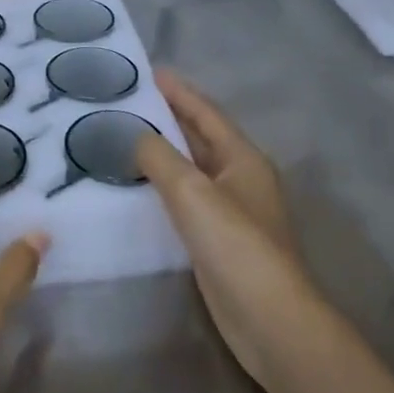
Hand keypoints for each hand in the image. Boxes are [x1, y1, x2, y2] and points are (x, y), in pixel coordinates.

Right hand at [136, 70, 322, 390]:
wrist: (269, 320)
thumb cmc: (236, 245)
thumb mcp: (193, 191)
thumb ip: (158, 157)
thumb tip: (133, 133)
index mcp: (242, 158)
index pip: (206, 112)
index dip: (178, 91)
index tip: (148, 72)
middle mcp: (239, 178)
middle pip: (200, 137)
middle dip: (168, 116)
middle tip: (128, 100)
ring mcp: (230, 210)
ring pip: (191, 168)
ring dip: (162, 151)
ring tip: (123, 135)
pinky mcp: (217, 240)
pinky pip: (185, 199)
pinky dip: (162, 185)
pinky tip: (137, 186)